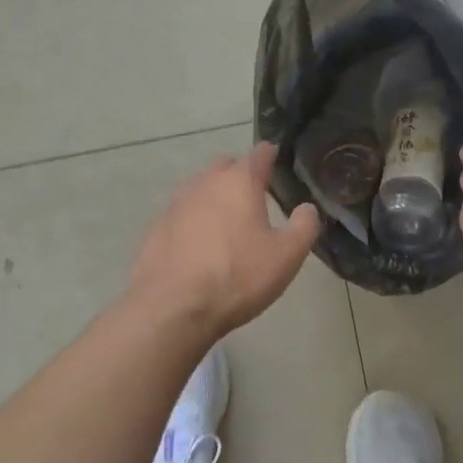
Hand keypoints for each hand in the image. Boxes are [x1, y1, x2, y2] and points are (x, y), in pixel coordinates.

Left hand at [129, 143, 320, 338]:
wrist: (174, 307)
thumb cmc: (238, 276)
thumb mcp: (287, 256)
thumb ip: (304, 226)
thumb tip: (307, 209)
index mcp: (239, 182)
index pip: (258, 154)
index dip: (270, 155)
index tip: (277, 159)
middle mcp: (204, 184)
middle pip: (225, 166)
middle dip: (239, 173)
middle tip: (254, 194)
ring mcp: (175, 205)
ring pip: (199, 188)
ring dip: (214, 197)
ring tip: (227, 220)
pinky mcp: (156, 228)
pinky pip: (181, 215)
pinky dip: (193, 221)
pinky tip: (199, 245)